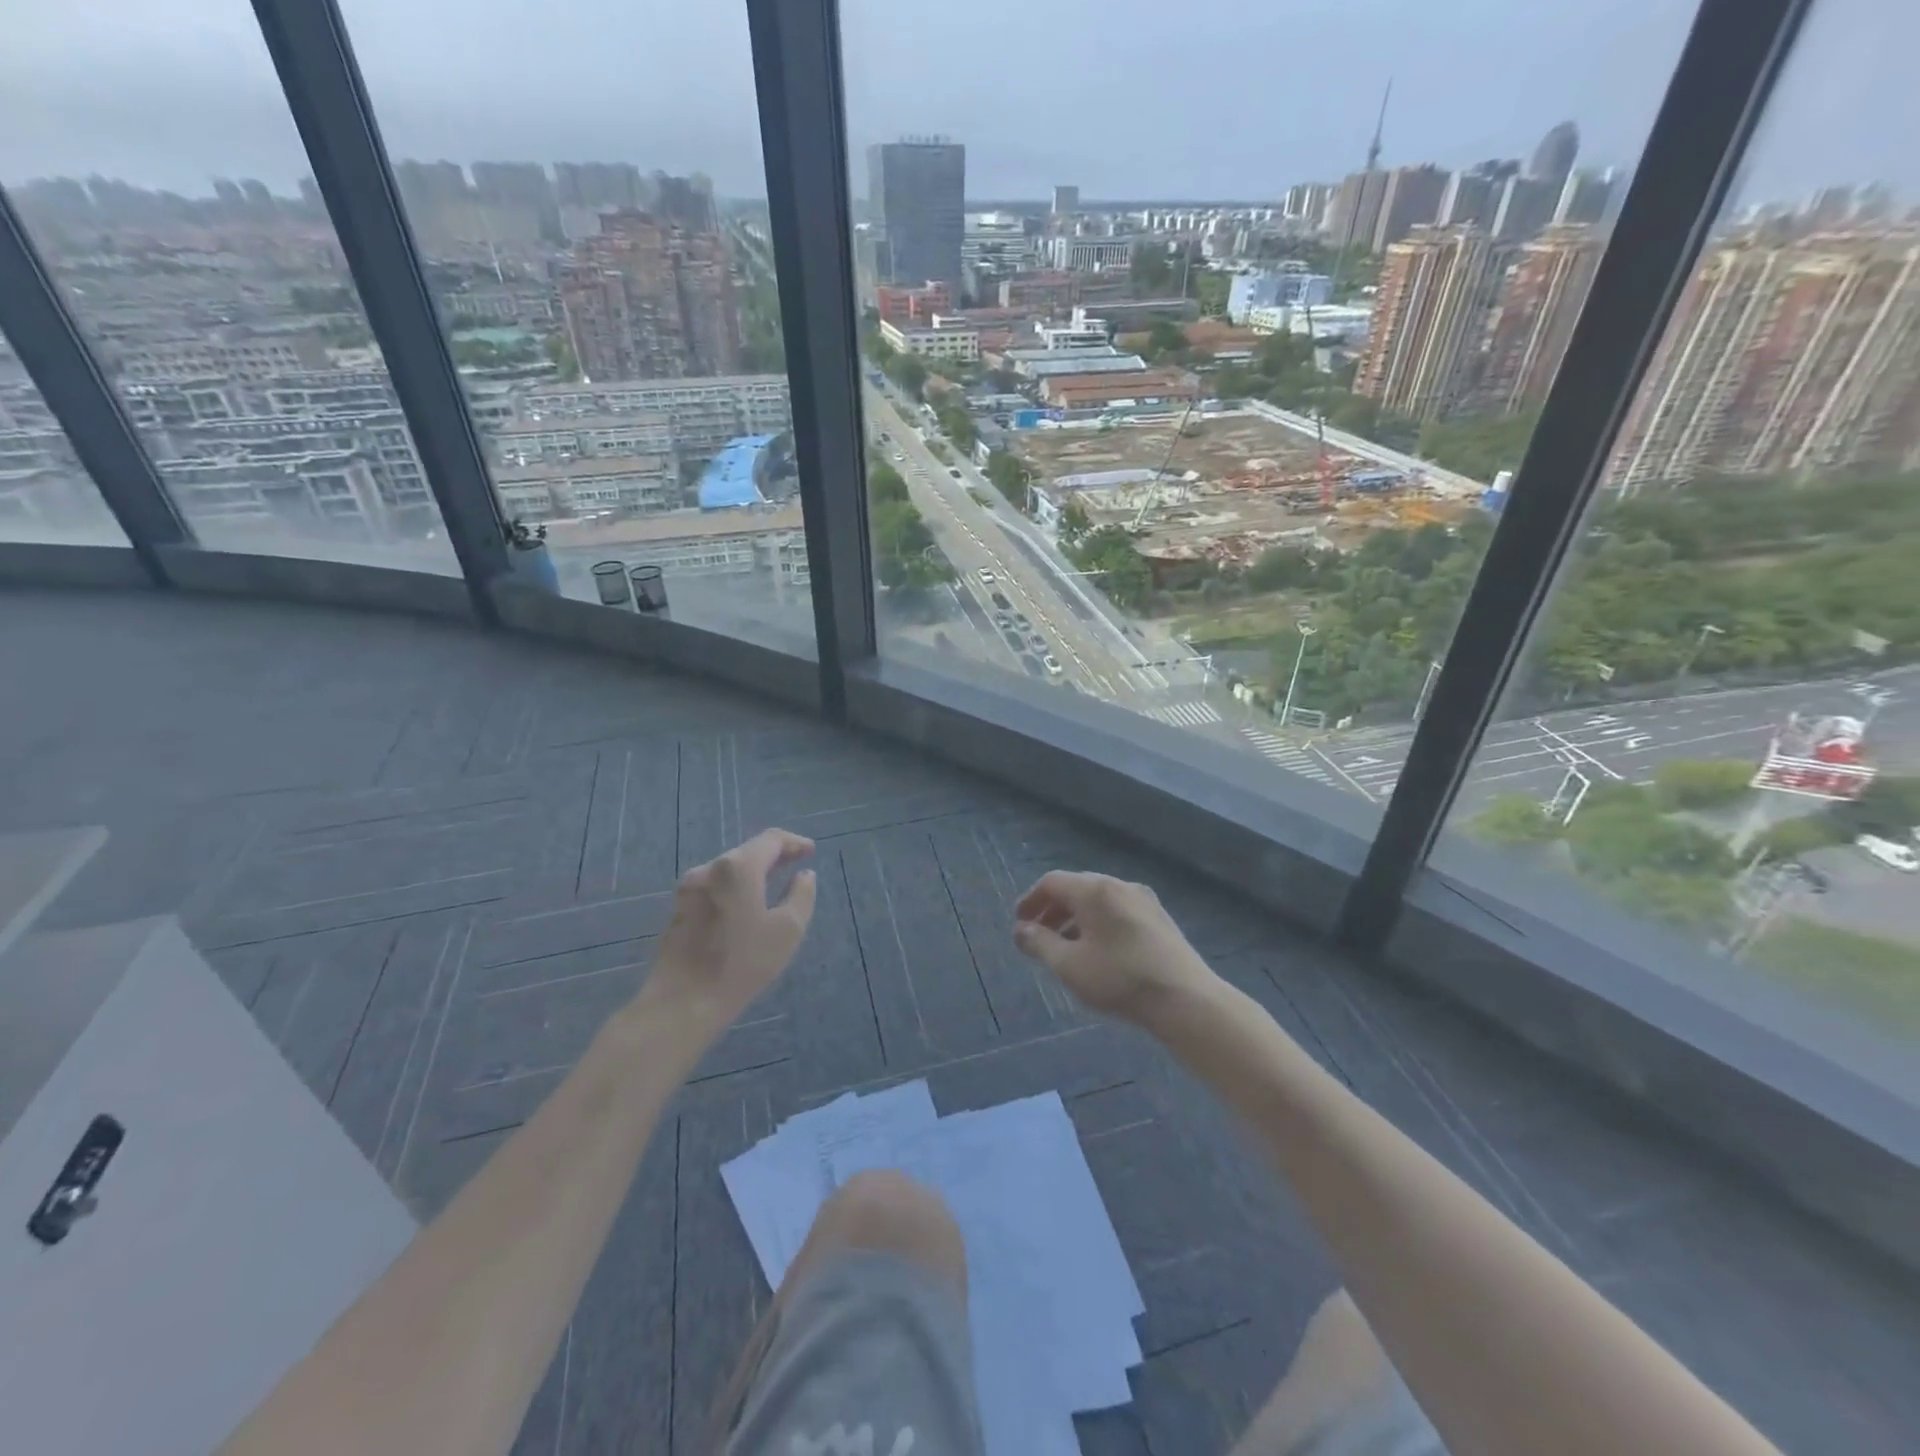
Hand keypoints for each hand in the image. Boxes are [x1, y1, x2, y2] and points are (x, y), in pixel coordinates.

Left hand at [648, 829, 816, 1027]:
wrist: (683, 1001)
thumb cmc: (743, 963)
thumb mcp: (788, 929)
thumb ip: (802, 895)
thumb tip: (804, 875)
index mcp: (738, 867)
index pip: (771, 839)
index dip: (794, 843)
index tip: (811, 852)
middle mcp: (710, 868)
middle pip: (748, 851)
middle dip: (774, 855)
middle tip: (796, 865)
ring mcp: (689, 888)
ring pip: (729, 869)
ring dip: (753, 871)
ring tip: (774, 884)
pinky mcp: (678, 908)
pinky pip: (714, 885)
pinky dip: (735, 886)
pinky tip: (745, 904)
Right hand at [1012, 871, 1217, 1028]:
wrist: (1185, 999)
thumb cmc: (1120, 979)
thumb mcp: (1069, 965)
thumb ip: (1040, 944)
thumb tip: (1021, 930)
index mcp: (1094, 890)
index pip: (1052, 882)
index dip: (1031, 900)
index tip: (1020, 924)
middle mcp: (1118, 885)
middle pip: (1076, 888)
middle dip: (1053, 910)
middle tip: (1039, 935)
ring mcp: (1143, 900)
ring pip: (1098, 900)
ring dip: (1075, 918)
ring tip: (1066, 947)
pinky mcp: (1159, 918)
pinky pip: (1117, 910)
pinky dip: (1098, 923)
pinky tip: (1098, 951)